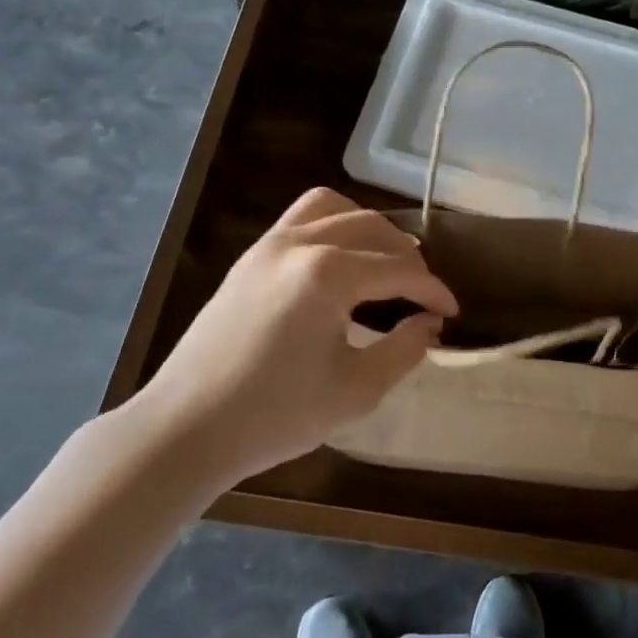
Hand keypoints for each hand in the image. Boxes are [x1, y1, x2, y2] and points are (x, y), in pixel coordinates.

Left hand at [140, 189, 457, 482]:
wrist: (186, 429)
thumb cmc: (275, 415)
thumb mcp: (356, 391)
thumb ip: (404, 349)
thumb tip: (429, 323)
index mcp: (328, 274)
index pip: (400, 270)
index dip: (433, 291)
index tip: (451, 313)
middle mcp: (300, 243)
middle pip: (372, 228)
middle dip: (407, 257)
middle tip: (423, 293)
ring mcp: (269, 245)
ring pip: (334, 208)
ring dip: (368, 228)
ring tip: (384, 261)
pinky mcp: (250, 257)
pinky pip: (301, 218)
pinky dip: (332, 226)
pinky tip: (339, 262)